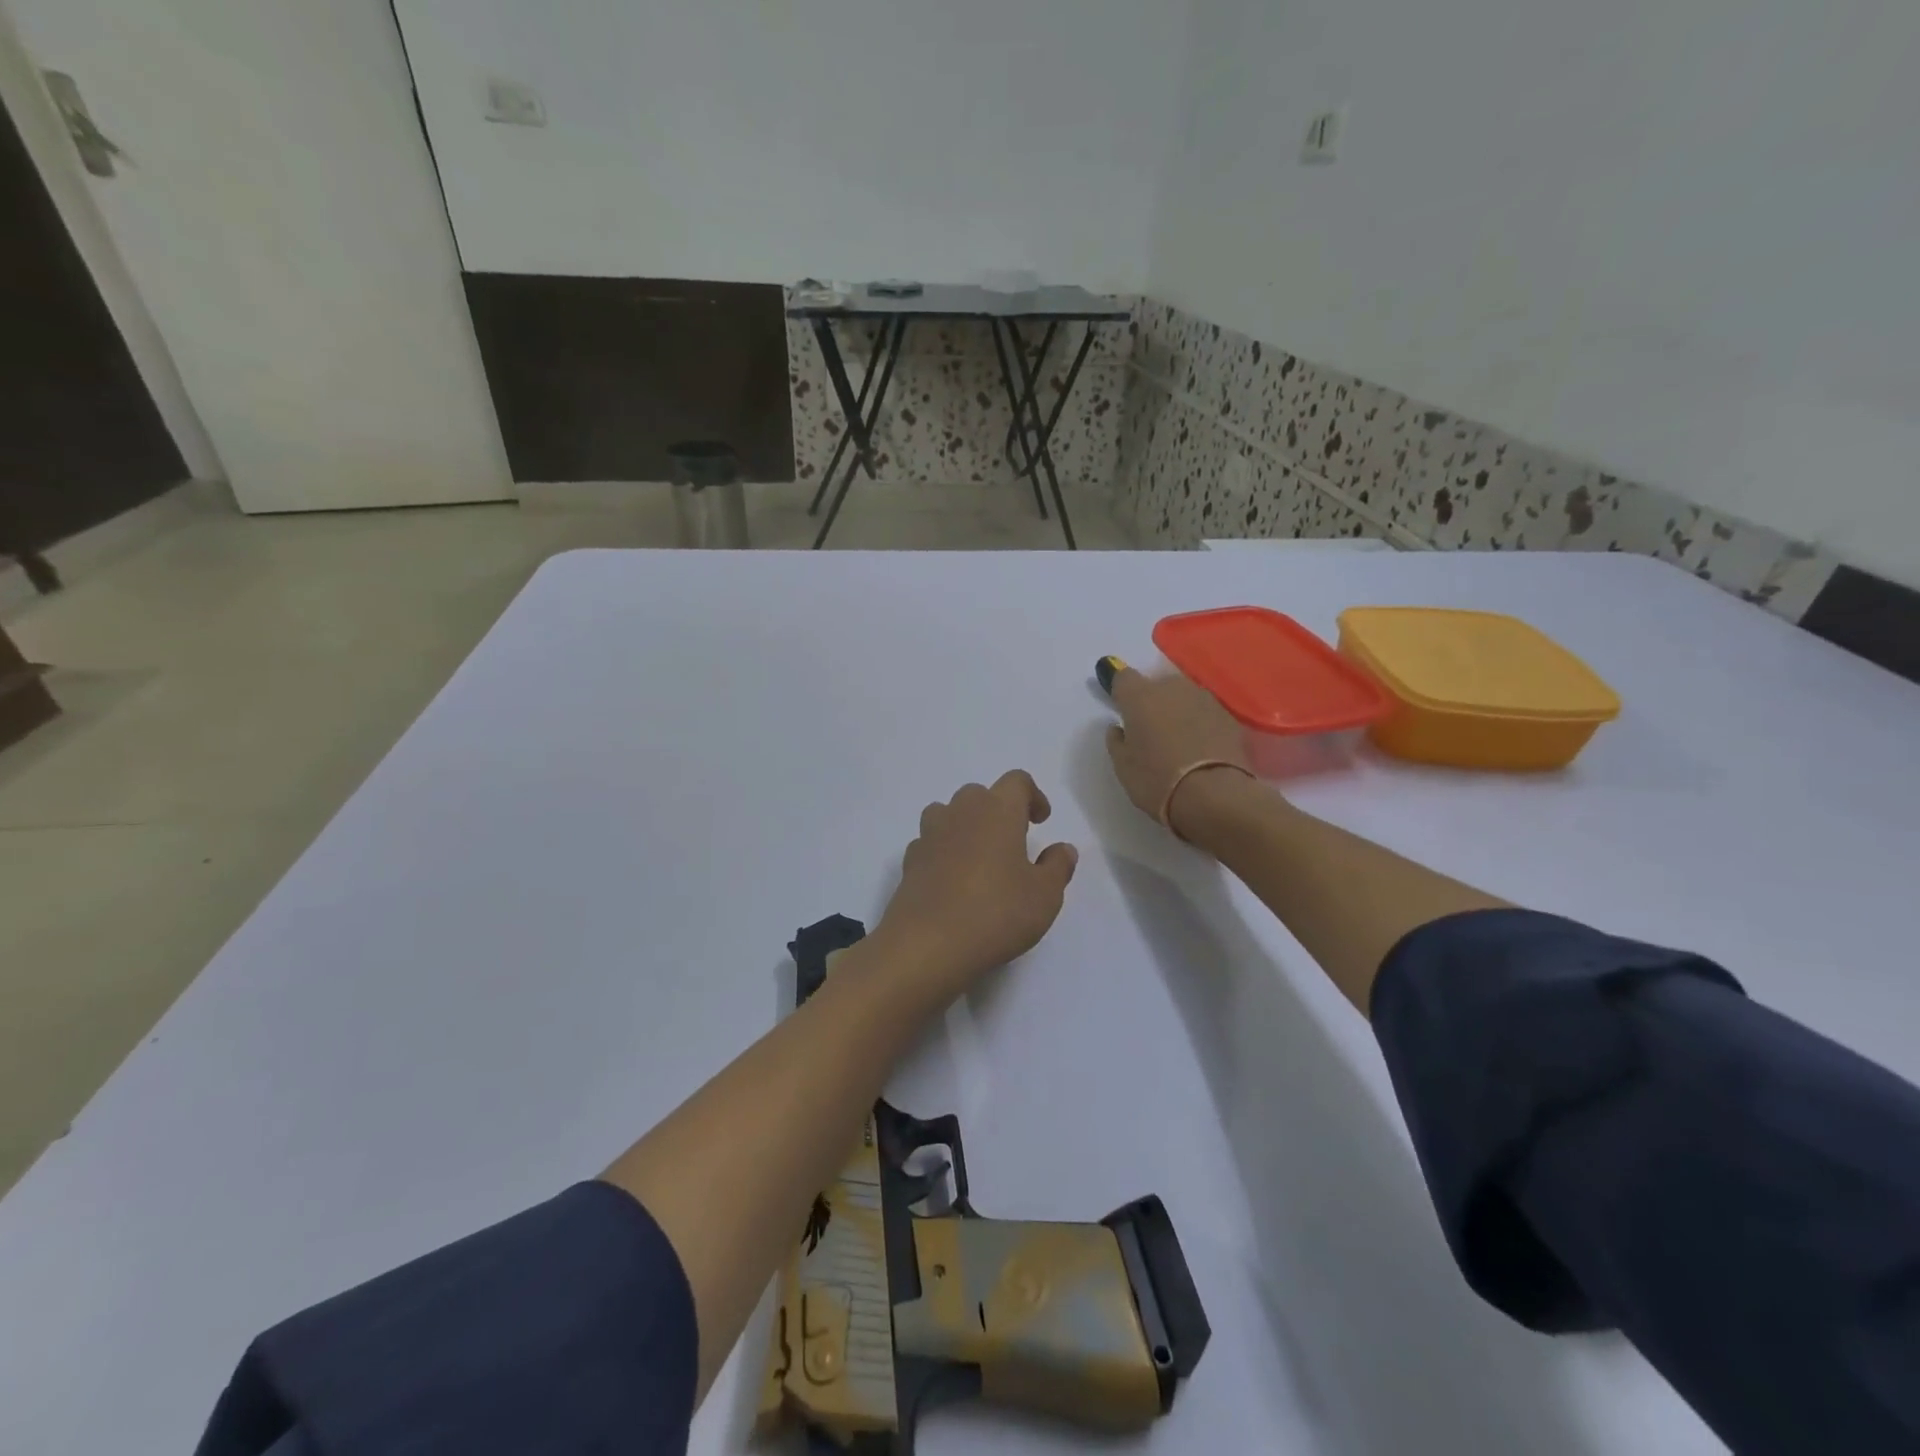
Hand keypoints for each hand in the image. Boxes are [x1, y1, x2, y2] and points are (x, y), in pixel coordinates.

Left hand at [877, 770, 1078, 998]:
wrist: (927, 944)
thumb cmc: (996, 912)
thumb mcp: (1044, 895)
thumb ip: (1057, 866)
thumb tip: (1062, 848)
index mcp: (998, 810)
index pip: (1017, 781)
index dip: (1032, 795)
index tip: (1041, 821)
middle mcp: (961, 811)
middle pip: (980, 794)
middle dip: (998, 811)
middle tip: (1013, 842)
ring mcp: (930, 834)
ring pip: (949, 814)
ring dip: (966, 826)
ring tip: (981, 858)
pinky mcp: (910, 860)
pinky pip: (931, 843)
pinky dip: (944, 852)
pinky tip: (954, 881)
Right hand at [1104, 668, 1253, 835]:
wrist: (1214, 795)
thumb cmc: (1157, 780)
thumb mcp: (1123, 766)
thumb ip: (1117, 741)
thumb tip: (1119, 729)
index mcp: (1140, 697)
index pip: (1123, 676)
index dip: (1119, 688)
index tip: (1119, 704)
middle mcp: (1172, 688)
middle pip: (1157, 685)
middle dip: (1151, 701)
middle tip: (1149, 729)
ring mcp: (1204, 699)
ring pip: (1183, 697)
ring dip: (1177, 710)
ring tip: (1177, 739)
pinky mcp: (1229, 716)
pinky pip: (1205, 713)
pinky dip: (1199, 723)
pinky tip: (1199, 746)